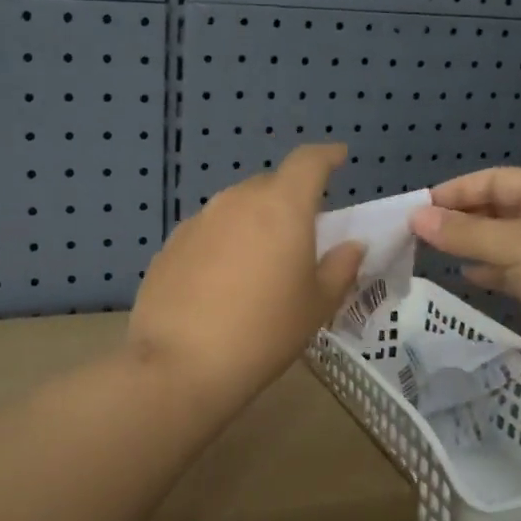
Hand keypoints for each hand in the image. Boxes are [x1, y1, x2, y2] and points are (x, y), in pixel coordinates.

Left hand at [128, 144, 364, 412]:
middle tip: (299, 236)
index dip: (326, 156)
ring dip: (253, 223)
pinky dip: (222, 244)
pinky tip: (220, 283)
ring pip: (235, 209)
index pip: (307, 162)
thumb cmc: (264, 332)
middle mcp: (236, 201)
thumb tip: (351, 246)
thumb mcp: (316, 305)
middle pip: (269, 186)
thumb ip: (340, 268)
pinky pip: (207, 233)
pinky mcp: (169, 245)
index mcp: (281, 207)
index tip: (338, 158)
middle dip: (289, 201)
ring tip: (258, 264)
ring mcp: (197, 221)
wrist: (181, 364)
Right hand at [409, 169, 520, 386]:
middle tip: (416, 233)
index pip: (495, 180)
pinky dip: (487, 271)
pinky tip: (465, 276)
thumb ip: (464, 233)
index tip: (417, 206)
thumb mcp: (516, 245)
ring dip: (469, 246)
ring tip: (430, 253)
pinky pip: (509, 272)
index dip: (456, 190)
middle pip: (496, 210)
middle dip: (459, 219)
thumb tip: (416, 217)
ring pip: (500, 243)